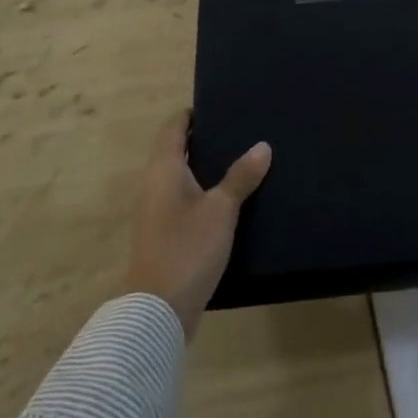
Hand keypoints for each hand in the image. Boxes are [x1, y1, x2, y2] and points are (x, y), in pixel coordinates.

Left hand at [122, 111, 271, 339]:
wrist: (156, 312)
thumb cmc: (187, 249)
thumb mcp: (221, 210)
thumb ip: (241, 177)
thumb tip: (262, 145)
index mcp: (163, 170)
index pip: (173, 127)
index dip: (192, 114)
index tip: (220, 106)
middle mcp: (154, 185)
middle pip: (176, 151)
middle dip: (203, 140)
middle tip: (239, 130)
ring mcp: (156, 212)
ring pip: (180, 178)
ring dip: (205, 168)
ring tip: (241, 160)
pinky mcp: (163, 235)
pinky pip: (184, 200)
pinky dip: (203, 192)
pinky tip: (229, 200)